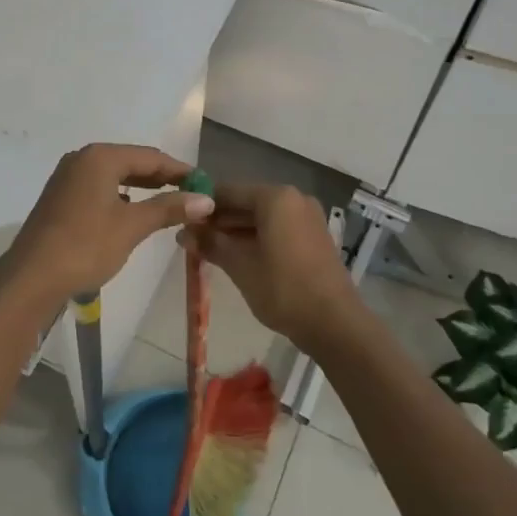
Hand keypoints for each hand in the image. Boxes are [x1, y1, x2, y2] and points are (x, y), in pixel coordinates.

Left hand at [0, 144, 214, 309]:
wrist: (31, 277)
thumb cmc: (86, 245)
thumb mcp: (132, 226)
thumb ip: (169, 208)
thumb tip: (206, 199)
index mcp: (101, 157)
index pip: (151, 157)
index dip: (179, 170)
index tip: (204, 184)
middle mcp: (82, 158)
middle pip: (131, 162)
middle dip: (161, 178)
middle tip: (189, 195)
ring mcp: (67, 177)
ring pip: (114, 175)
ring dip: (140, 187)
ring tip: (166, 203)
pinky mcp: (60, 196)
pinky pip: (99, 187)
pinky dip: (119, 195)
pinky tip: (130, 211)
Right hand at [184, 183, 358, 348]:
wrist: (335, 323)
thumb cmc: (283, 289)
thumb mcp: (240, 266)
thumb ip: (211, 244)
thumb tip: (183, 233)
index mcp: (276, 197)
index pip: (228, 191)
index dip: (203, 205)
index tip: (181, 220)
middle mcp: (294, 199)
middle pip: (246, 202)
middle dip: (219, 220)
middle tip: (191, 239)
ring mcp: (307, 217)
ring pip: (262, 217)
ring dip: (236, 231)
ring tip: (208, 249)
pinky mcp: (314, 236)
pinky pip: (277, 228)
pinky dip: (256, 238)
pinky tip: (236, 256)